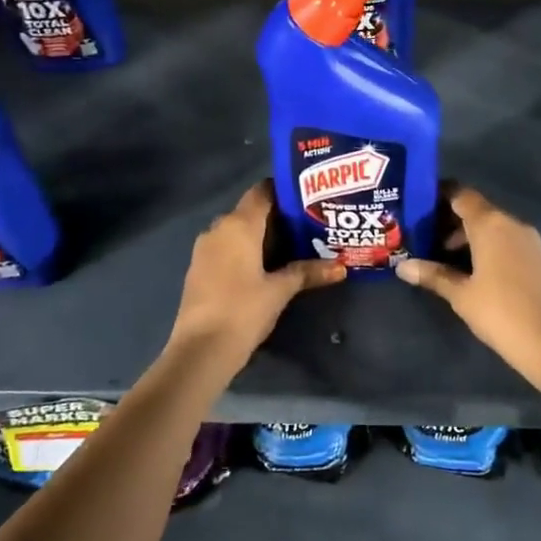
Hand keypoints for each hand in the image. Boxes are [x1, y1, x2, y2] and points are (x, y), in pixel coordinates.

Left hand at [167, 181, 345, 369]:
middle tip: (307, 226)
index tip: (308, 200)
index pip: (262, 191)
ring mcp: (204, 248)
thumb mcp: (280, 290)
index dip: (284, 191)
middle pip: (250, 211)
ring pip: (237, 231)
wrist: (200, 350)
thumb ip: (308, 272)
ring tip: (291, 247)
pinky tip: (264, 267)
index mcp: (238, 224)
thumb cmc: (243, 310)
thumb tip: (341, 267)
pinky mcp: (199, 268)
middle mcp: (218, 228)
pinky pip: (226, 248)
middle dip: (277, 217)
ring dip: (260, 236)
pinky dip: (244, 251)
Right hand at [395, 187, 540, 390]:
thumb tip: (402, 267)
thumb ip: (433, 275)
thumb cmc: (500, 312)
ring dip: (471, 237)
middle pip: (478, 211)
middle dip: (452, 222)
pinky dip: (491, 247)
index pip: (462, 194)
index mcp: (491, 224)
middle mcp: (513, 224)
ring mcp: (531, 241)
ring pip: (495, 227)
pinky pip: (510, 242)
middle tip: (427, 240)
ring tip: (447, 259)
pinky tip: (477, 271)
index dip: (440, 196)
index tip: (420, 207)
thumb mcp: (461, 295)